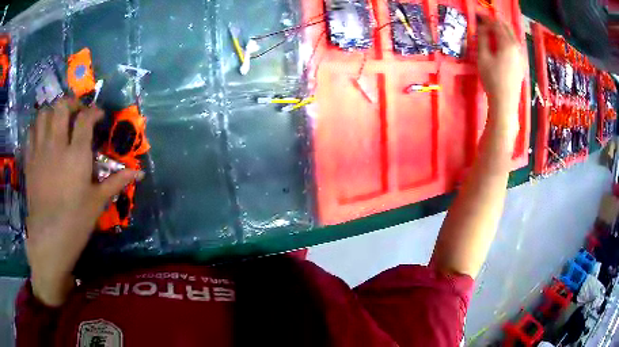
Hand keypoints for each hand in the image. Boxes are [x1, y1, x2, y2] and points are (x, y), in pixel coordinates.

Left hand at [25, 97, 142, 306]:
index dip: (94, 112)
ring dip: (52, 112)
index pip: (85, 118)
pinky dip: (37, 127)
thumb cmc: (75, 223)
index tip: (99, 117)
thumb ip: (116, 182)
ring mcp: (40, 151)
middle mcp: (56, 145)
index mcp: (76, 155)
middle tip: (76, 114)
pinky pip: (31, 132)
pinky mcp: (29, 161)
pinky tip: (42, 135)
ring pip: (44, 114)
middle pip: (61, 106)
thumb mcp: (98, 203)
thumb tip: (139, 173)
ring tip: (57, 121)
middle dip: (71, 103)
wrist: (49, 240)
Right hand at [477, 16, 524, 133]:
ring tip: (493, 30)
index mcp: (508, 44)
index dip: (487, 19)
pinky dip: (509, 40)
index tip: (479, 16)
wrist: (505, 102)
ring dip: (503, 31)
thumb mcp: (483, 57)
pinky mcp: (522, 64)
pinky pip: (516, 46)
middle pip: (507, 28)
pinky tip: (503, 43)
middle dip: (496, 22)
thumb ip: (483, 39)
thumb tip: (483, 27)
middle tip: (486, 21)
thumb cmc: (492, 79)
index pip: (497, 24)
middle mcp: (517, 47)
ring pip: (513, 37)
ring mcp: (521, 56)